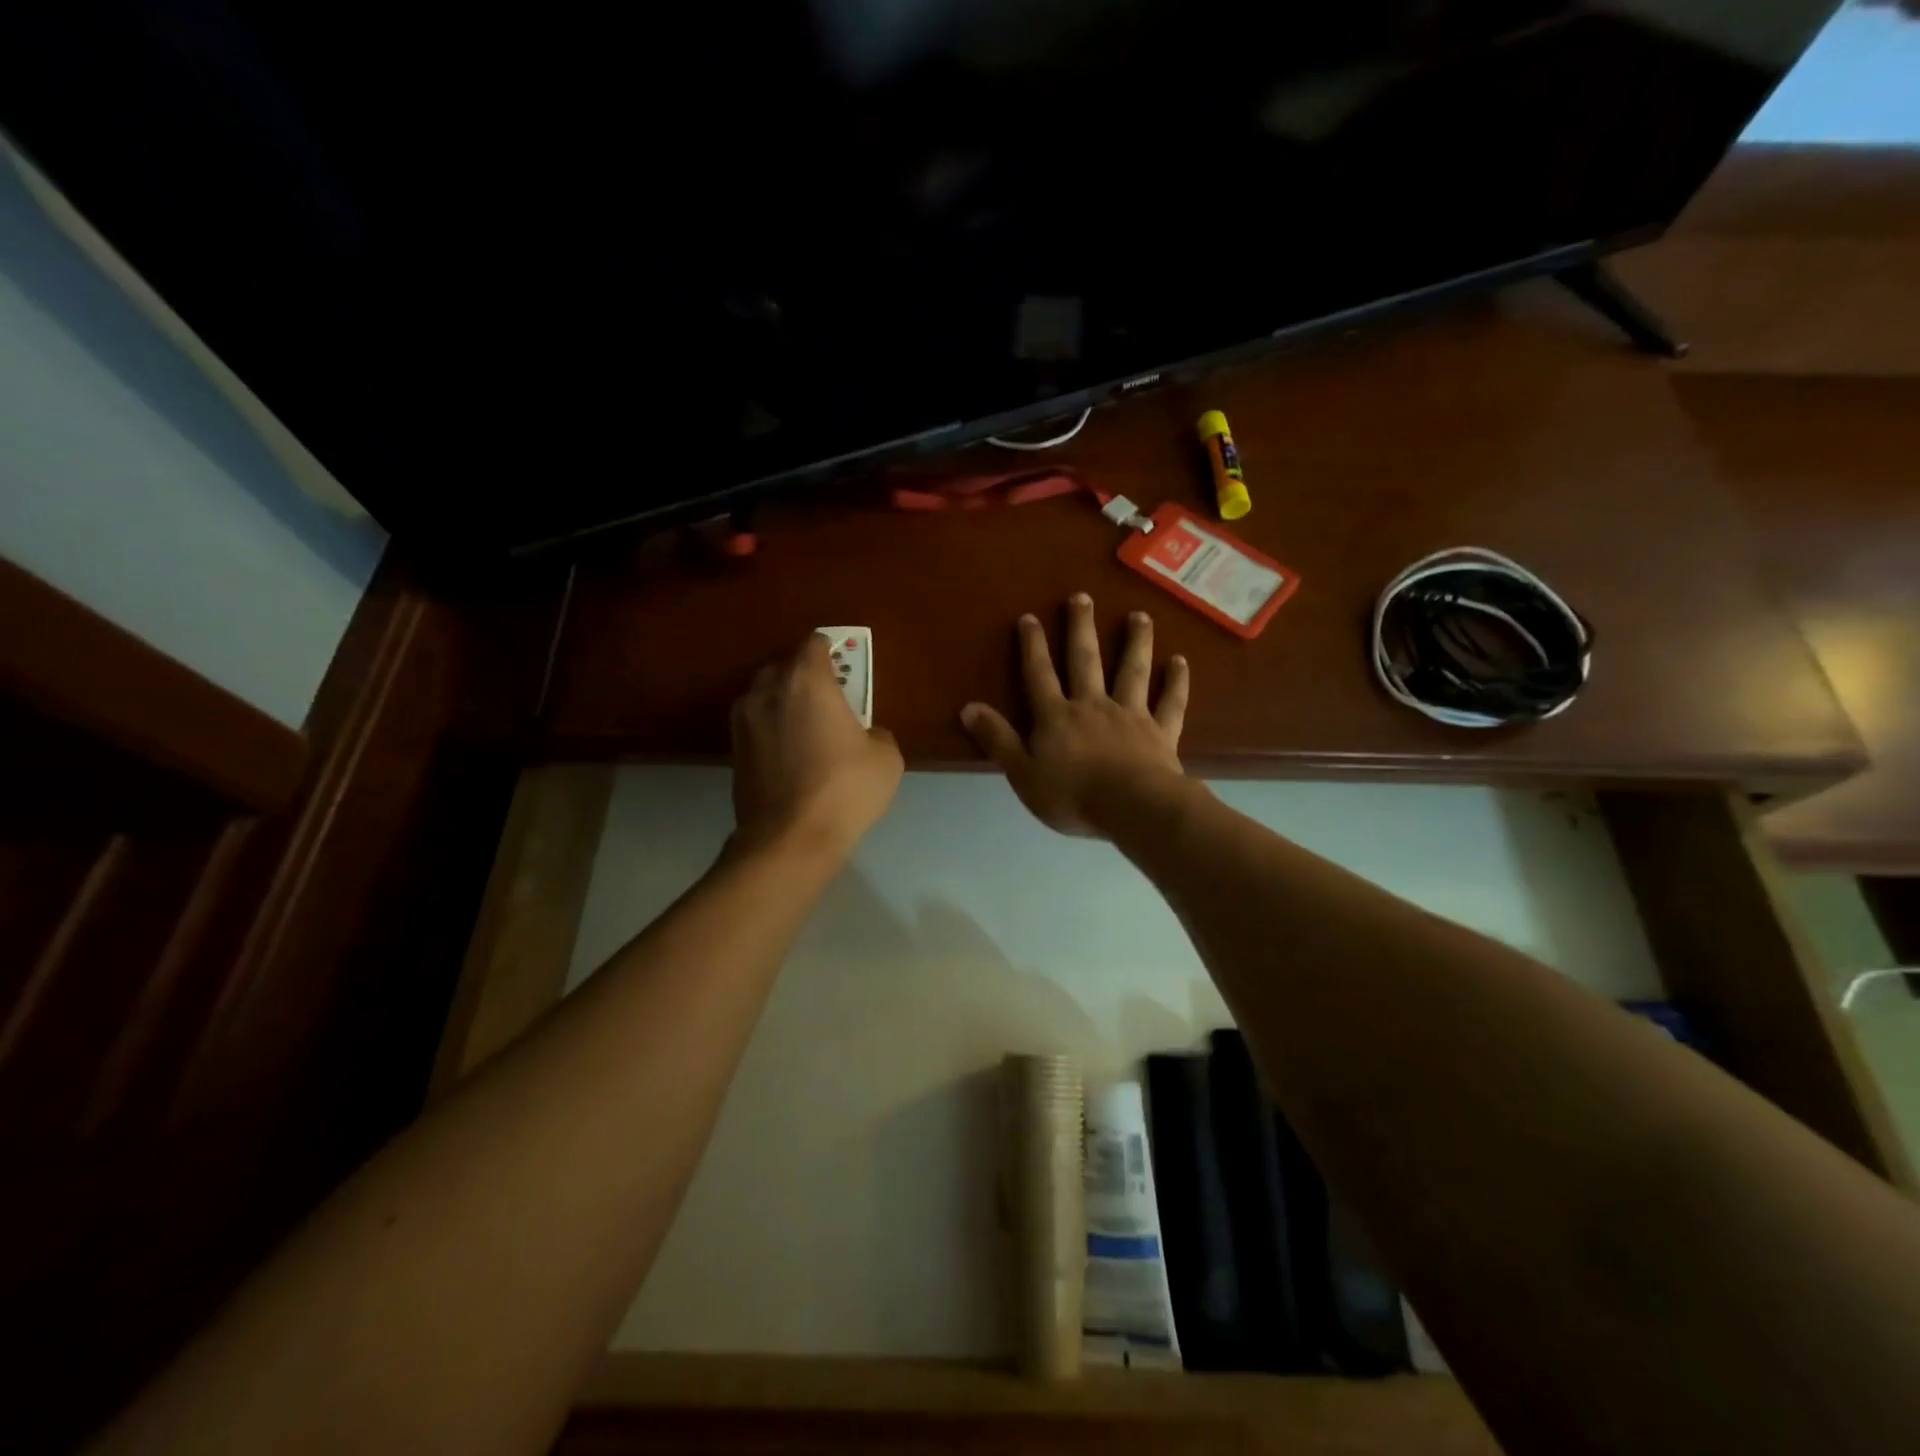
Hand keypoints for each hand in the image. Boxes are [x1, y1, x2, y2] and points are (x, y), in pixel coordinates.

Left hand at [731, 635, 902, 854]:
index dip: (831, 651)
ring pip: (764, 697)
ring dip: (782, 704)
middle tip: (827, 701)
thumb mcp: (885, 758)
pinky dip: (770, 731)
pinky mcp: (733, 751)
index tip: (843, 667)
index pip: (814, 644)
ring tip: (804, 730)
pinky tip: (789, 756)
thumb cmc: (845, 789)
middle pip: (784, 667)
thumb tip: (864, 734)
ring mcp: (744, 722)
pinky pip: (755, 726)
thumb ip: (875, 732)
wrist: (790, 839)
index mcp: (807, 681)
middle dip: (804, 677)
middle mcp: (768, 691)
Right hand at [960, 594, 1189, 836]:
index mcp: (1057, 717)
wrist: (1132, 809)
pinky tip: (1180, 661)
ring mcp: (1130, 715)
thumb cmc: (1072, 796)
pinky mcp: (1161, 732)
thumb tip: (968, 707)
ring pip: (1132, 671)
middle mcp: (1093, 705)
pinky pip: (1170, 702)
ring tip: (1140, 616)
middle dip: (1081, 628)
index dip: (1033, 646)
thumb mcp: (1022, 773)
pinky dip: (1176, 682)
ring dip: (1136, 642)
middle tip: (1083, 597)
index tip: (1030, 617)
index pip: (1040, 675)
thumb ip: (998, 739)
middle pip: (1086, 660)